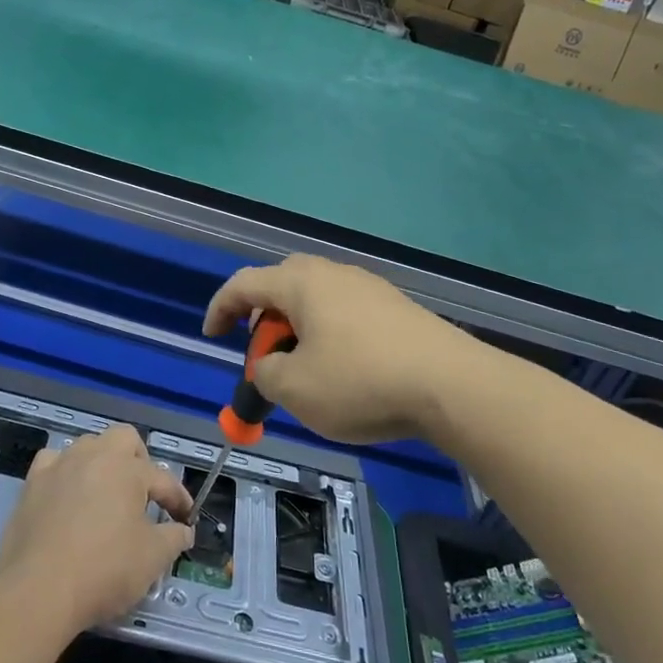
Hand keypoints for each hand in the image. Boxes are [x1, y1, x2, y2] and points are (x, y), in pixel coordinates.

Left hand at [0, 425, 193, 633]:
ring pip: (88, 446)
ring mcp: (60, 466)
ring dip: (102, 463)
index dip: (178, 500)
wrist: (38, 591)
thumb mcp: (152, 559)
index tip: (185, 519)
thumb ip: (174, 538)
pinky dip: (65, 473)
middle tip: (143, 495)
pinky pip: (53, 462)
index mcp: (128, 469)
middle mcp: (94, 456)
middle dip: (140, 461)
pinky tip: (67, 494)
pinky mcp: (32, 484)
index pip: (163, 479)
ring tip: (106, 495)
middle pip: (125, 439)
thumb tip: (183, 530)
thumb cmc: (104, 570)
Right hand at [203, 255, 475, 444]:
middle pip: (283, 283)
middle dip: (263, 316)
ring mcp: (369, 287)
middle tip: (262, 351)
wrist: (451, 385)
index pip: (245, 284)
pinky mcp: (395, 307)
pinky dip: (328, 334)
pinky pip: (345, 312)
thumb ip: (264, 373)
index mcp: (301, 283)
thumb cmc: (360, 381)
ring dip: (298, 327)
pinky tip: (343, 368)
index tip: (211, 335)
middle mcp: (333, 273)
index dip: (220, 308)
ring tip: (302, 366)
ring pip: (317, 298)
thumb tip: (270, 365)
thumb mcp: (294, 388)